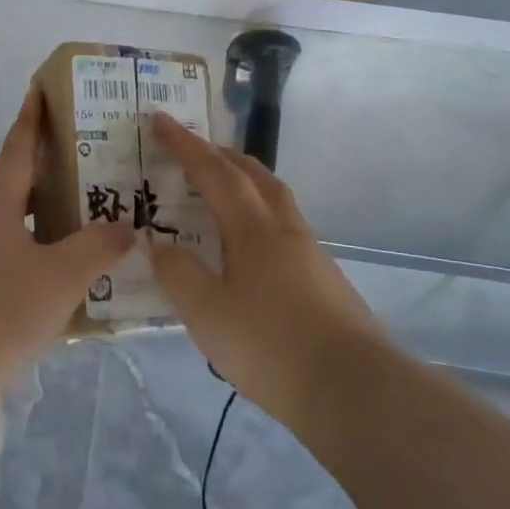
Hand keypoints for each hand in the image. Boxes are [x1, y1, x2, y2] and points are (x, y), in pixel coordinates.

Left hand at [0, 86, 133, 392]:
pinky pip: (17, 250)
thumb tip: (130, 228)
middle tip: (85, 149)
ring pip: (18, 218)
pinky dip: (43, 243)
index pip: (17, 150)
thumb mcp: (61, 275)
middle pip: (17, 181)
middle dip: (46, 162)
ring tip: (86, 201)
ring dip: (47, 205)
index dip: (31, 119)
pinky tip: (68, 260)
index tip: (41, 89)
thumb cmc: (3, 308)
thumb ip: (100, 247)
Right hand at [145, 112, 384, 419]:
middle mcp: (284, 227)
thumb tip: (156, 241)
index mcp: (253, 227)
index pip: (213, 171)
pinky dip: (259, 214)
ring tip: (220, 192)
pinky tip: (249, 247)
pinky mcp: (323, 276)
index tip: (160, 120)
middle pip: (253, 174)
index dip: (184, 144)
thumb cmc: (271, 345)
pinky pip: (283, 225)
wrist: (353, 388)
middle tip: (192, 152)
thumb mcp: (207, 313)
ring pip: (274, 197)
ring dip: (245, 182)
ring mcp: (309, 251)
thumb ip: (177, 273)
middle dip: (220, 155)